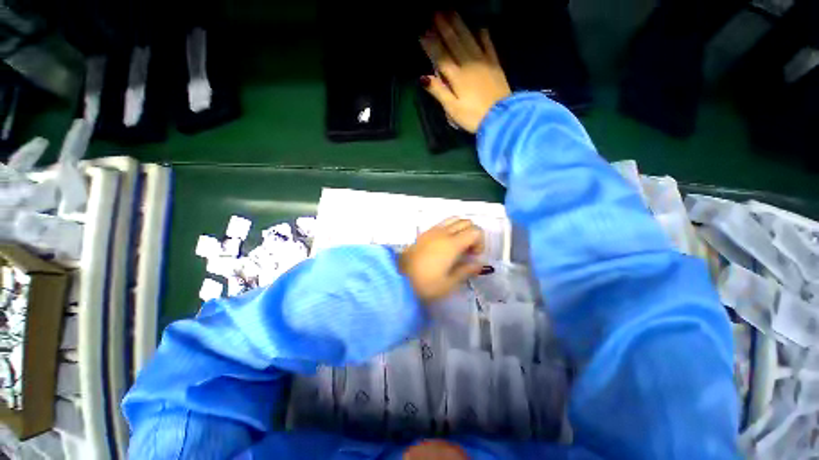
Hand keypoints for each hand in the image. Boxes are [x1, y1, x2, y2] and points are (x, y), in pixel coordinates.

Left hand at [399, 218, 484, 303]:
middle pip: (466, 222)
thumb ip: (466, 271)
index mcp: (452, 244)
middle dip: (472, 234)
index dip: (480, 242)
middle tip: (468, 251)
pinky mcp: (424, 233)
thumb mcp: (449, 283)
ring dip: (461, 229)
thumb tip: (479, 264)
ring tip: (458, 246)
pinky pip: (442, 223)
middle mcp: (443, 233)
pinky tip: (445, 245)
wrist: (398, 279)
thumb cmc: (425, 284)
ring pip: (454, 219)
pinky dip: (450, 228)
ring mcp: (432, 231)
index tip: (474, 256)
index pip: (475, 231)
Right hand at [420, 12, 511, 132]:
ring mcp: (483, 62)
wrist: (501, 117)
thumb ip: (439, 92)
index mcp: (456, 77)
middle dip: (444, 27)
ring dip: (459, 25)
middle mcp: (468, 64)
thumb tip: (423, 77)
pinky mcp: (495, 65)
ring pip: (469, 39)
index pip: (441, 57)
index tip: (422, 31)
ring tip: (451, 11)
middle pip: (454, 42)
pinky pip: (488, 45)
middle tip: (435, 12)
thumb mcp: (453, 109)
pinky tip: (479, 26)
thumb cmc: (473, 117)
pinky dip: (483, 35)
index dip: (431, 44)